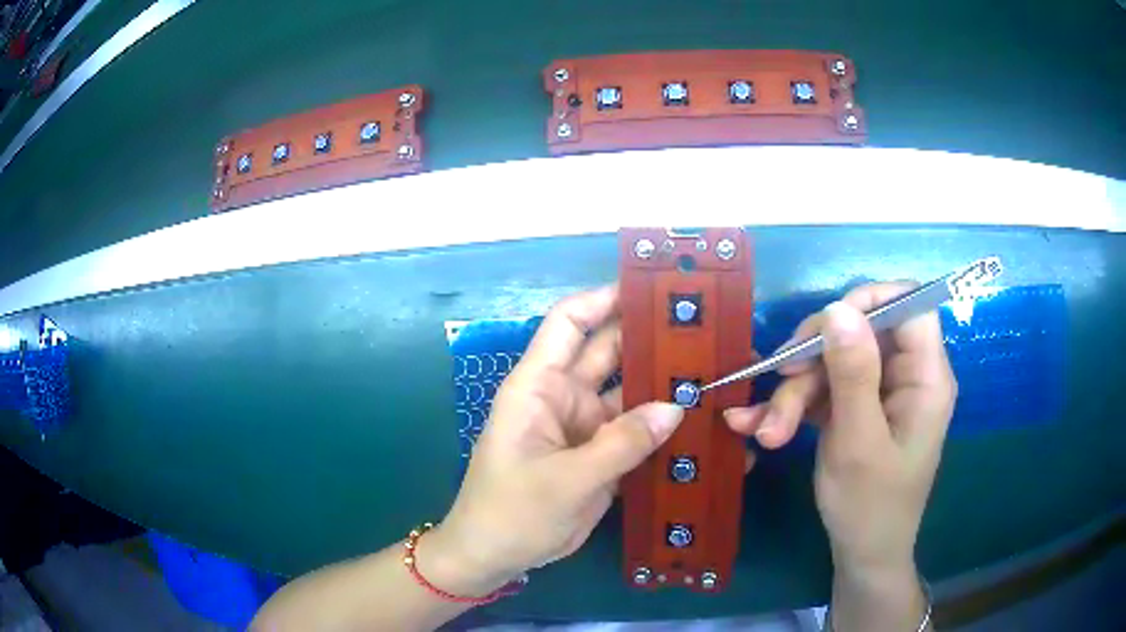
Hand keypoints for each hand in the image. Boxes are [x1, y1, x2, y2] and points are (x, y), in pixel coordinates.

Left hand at [424, 286, 684, 594]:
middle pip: (609, 353)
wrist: (496, 557)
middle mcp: (563, 397)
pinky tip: (699, 424)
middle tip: (703, 332)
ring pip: (629, 394)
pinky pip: (635, 432)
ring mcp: (585, 428)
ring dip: (664, 386)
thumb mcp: (566, 480)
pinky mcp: (599, 456)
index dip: (604, 299)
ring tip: (714, 375)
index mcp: (539, 386)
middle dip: (649, 340)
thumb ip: (621, 444)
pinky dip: (662, 428)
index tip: (652, 290)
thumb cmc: (512, 512)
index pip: (569, 323)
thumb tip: (676, 407)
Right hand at [724, 283, 956, 573]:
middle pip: (861, 333)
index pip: (909, 305)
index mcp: (925, 377)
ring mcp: (880, 393)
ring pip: (835, 362)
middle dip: (815, 358)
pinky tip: (757, 426)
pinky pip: (825, 389)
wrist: (861, 555)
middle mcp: (906, 376)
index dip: (869, 301)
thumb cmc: (870, 506)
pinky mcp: (857, 409)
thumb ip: (853, 374)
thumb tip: (839, 307)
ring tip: (765, 431)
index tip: (825, 325)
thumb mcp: (858, 441)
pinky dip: (793, 405)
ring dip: (795, 392)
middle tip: (778, 381)